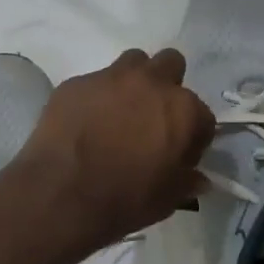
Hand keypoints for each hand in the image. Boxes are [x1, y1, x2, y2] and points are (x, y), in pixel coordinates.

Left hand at [7, 48, 216, 255]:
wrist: (61, 194)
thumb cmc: (124, 199)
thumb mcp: (166, 200)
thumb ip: (186, 182)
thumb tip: (199, 180)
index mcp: (182, 110)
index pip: (202, 116)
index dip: (193, 137)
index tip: (179, 154)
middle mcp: (150, 83)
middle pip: (170, 65)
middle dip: (166, 86)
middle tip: (152, 118)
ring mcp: (109, 78)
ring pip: (132, 63)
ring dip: (132, 82)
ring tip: (120, 112)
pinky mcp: (75, 83)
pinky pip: (93, 82)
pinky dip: (96, 98)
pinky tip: (85, 122)